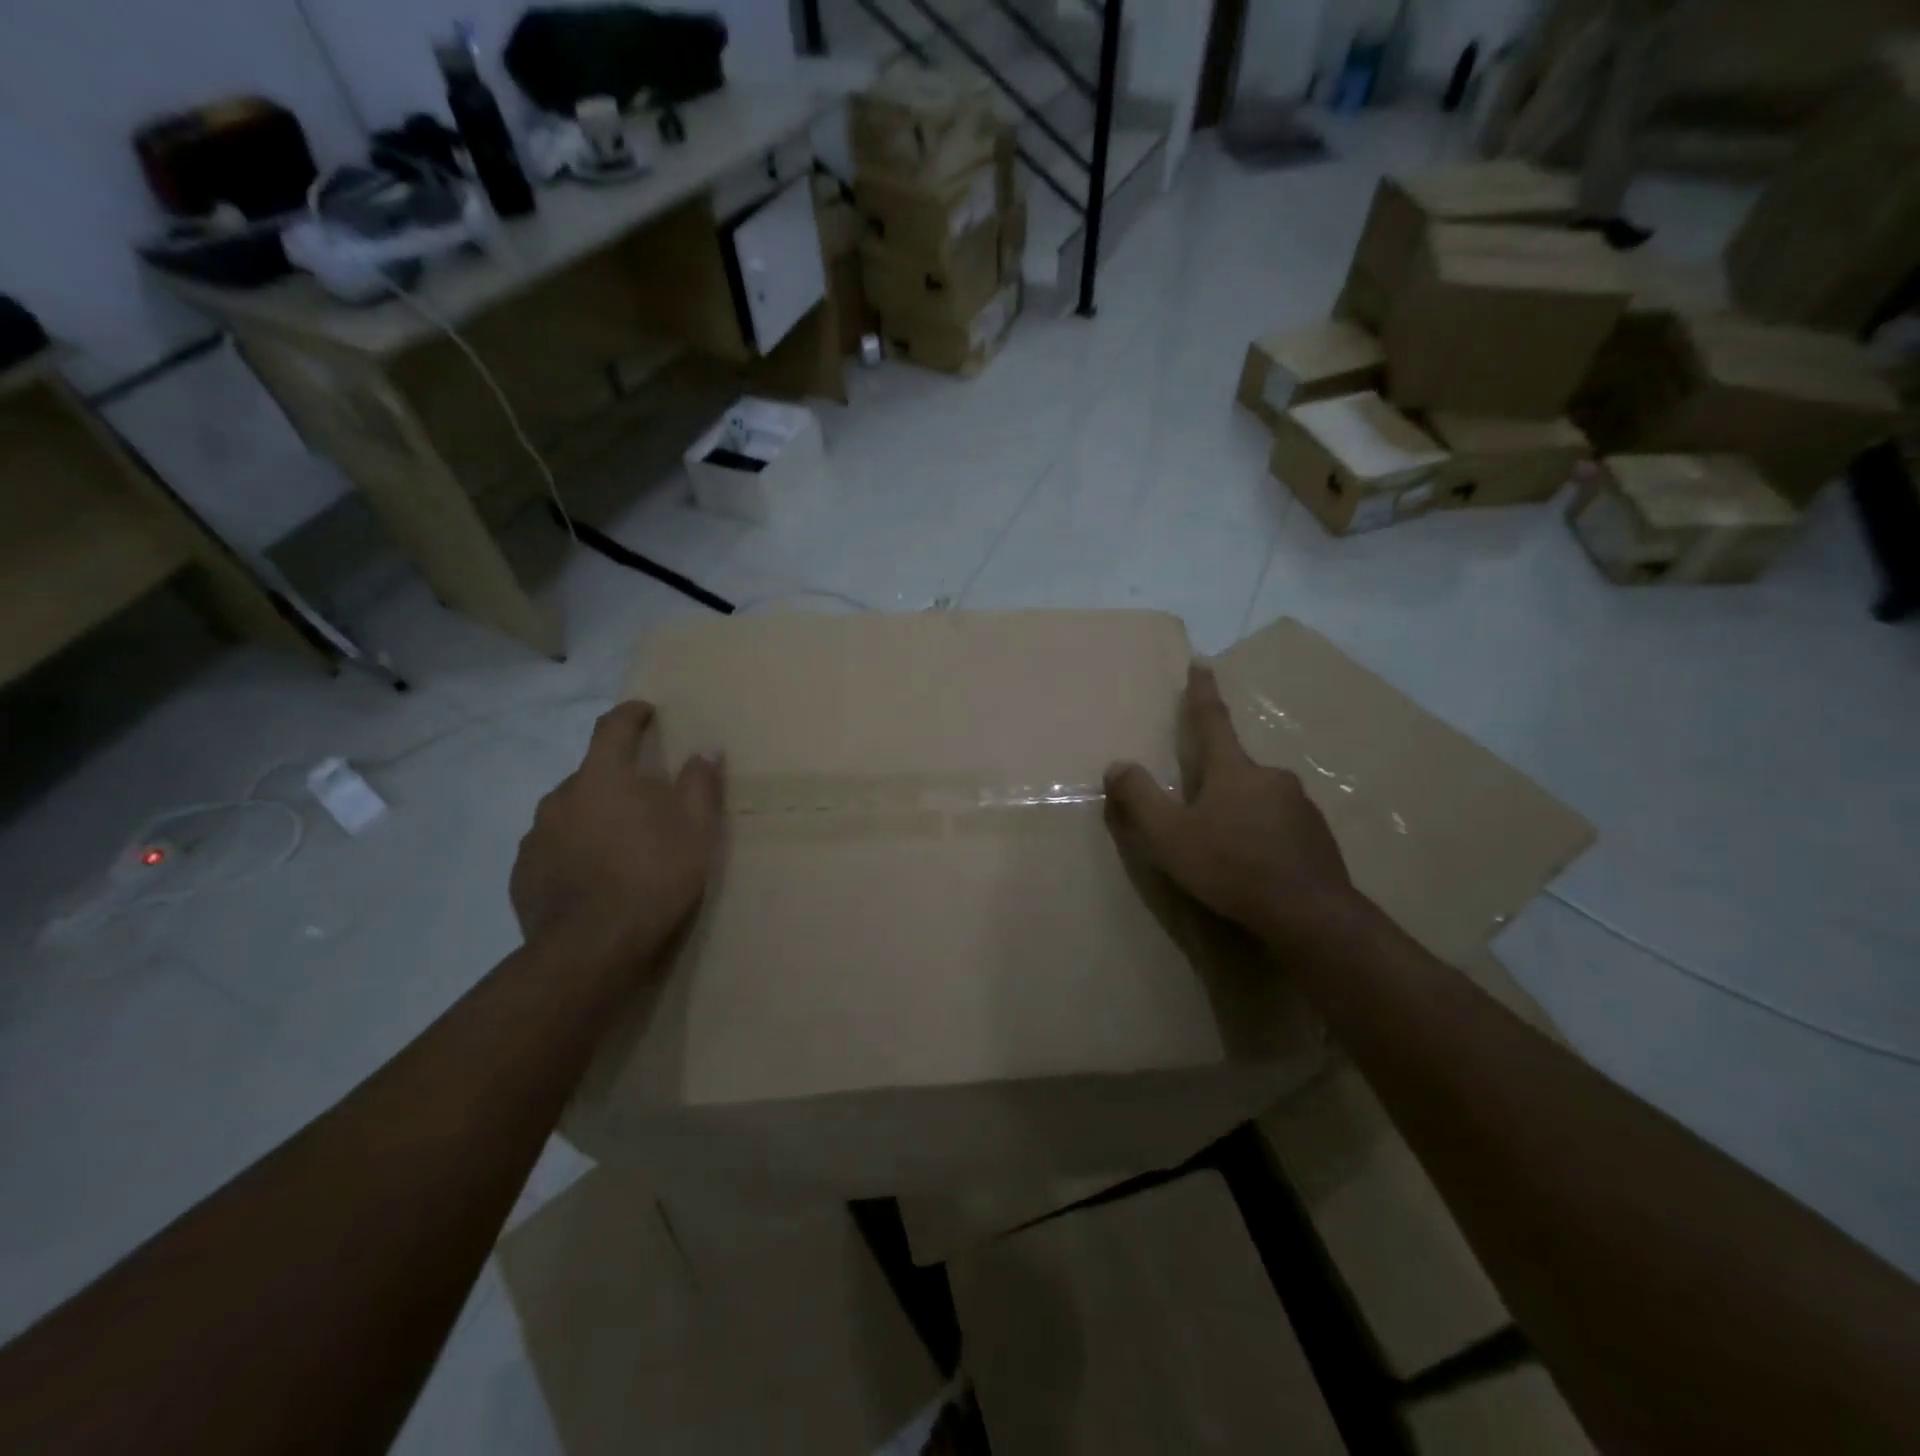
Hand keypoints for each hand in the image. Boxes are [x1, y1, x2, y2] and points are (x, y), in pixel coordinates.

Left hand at [510, 701, 723, 967]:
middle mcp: (560, 798)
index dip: (631, 715)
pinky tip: (595, 877)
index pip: (613, 729)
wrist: (591, 949)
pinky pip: (554, 849)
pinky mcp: (523, 874)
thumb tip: (705, 750)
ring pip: (570, 813)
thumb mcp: (696, 829)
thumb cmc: (653, 877)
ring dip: (593, 817)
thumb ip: (700, 784)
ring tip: (620, 845)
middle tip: (645, 801)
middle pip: (591, 775)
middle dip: (617, 779)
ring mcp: (536, 837)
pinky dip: (574, 851)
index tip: (645, 711)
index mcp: (602, 778)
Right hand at [1104, 663, 1358, 950]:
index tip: (1202, 663)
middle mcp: (1270, 777)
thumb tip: (1118, 764)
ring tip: (1225, 849)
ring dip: (1238, 812)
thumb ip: (1139, 798)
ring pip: (1258, 799)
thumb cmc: (1230, 867)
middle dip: (1214, 781)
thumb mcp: (1169, 836)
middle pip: (1234, 768)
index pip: (1211, 721)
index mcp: (1232, 770)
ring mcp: (1300, 806)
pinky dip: (1262, 836)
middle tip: (1196, 810)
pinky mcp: (1317, 836)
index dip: (1202, 692)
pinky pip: (1279, 825)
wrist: (1310, 915)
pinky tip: (1254, 866)